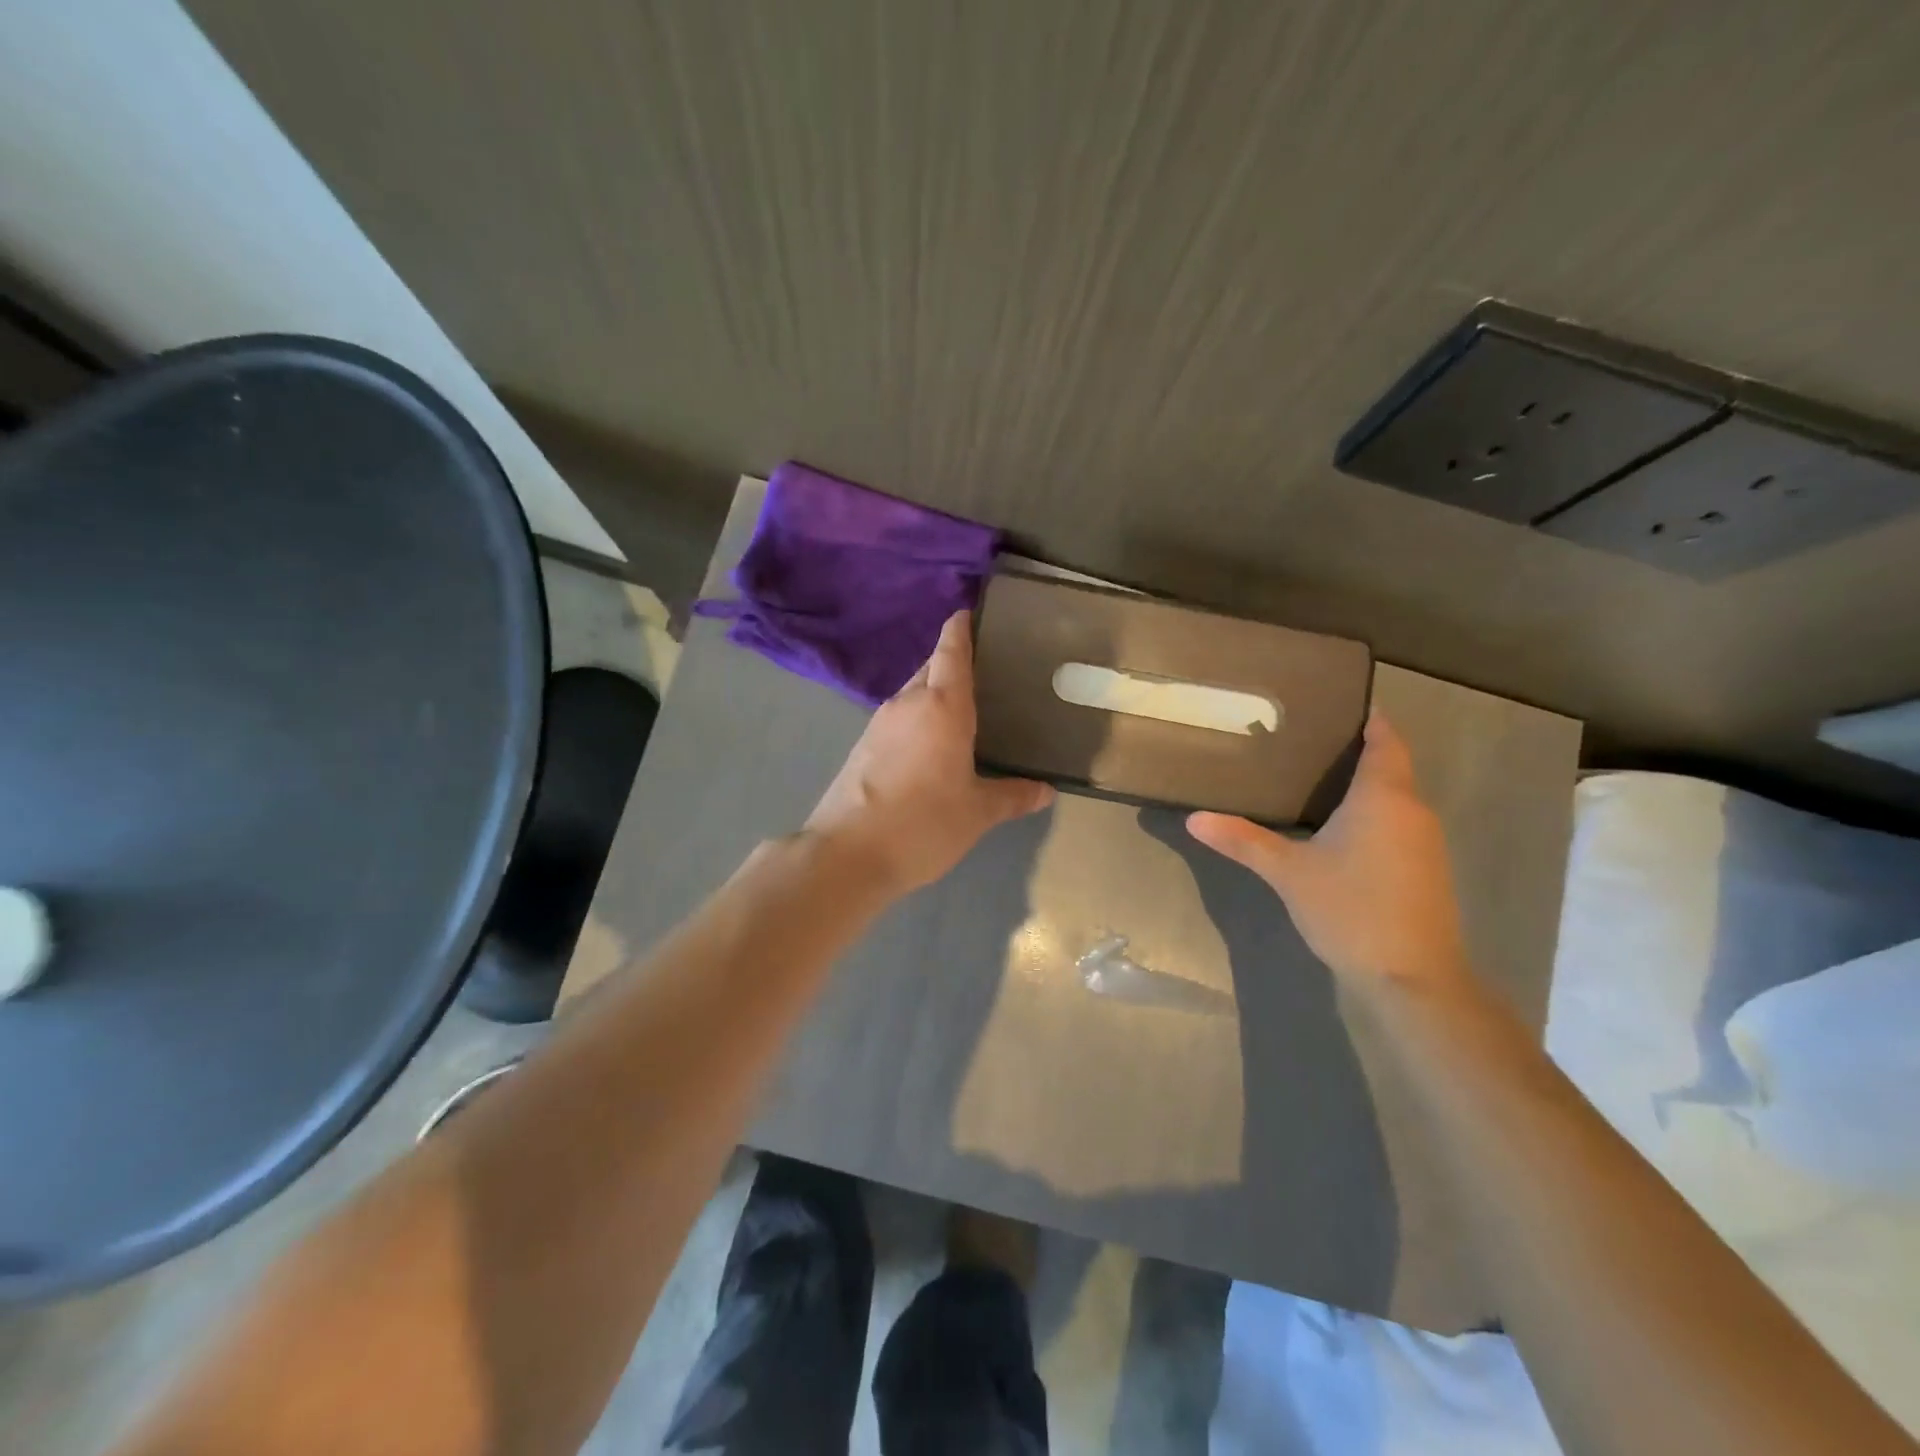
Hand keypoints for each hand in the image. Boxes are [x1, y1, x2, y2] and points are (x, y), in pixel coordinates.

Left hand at [805, 612, 1054, 894]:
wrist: (847, 855)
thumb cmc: (922, 824)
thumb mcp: (978, 813)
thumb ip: (1013, 795)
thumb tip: (1046, 790)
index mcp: (942, 706)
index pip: (951, 650)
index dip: (961, 628)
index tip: (971, 613)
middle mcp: (907, 703)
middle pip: (931, 668)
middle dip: (954, 662)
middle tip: (989, 671)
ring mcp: (879, 724)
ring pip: (913, 693)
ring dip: (935, 693)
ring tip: (967, 708)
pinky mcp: (862, 747)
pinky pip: (899, 718)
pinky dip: (919, 718)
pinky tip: (934, 743)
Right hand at [1186, 712, 1469, 987]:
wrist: (1413, 978)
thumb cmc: (1351, 910)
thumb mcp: (1288, 873)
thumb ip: (1243, 841)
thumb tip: (1194, 818)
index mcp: (1383, 797)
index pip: (1385, 740)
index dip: (1370, 719)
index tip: (1340, 703)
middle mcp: (1412, 810)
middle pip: (1391, 766)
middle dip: (1357, 751)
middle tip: (1308, 741)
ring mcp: (1426, 841)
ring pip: (1396, 797)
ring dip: (1366, 785)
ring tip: (1317, 779)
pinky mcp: (1428, 869)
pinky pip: (1400, 823)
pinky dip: (1375, 814)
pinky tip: (1342, 830)